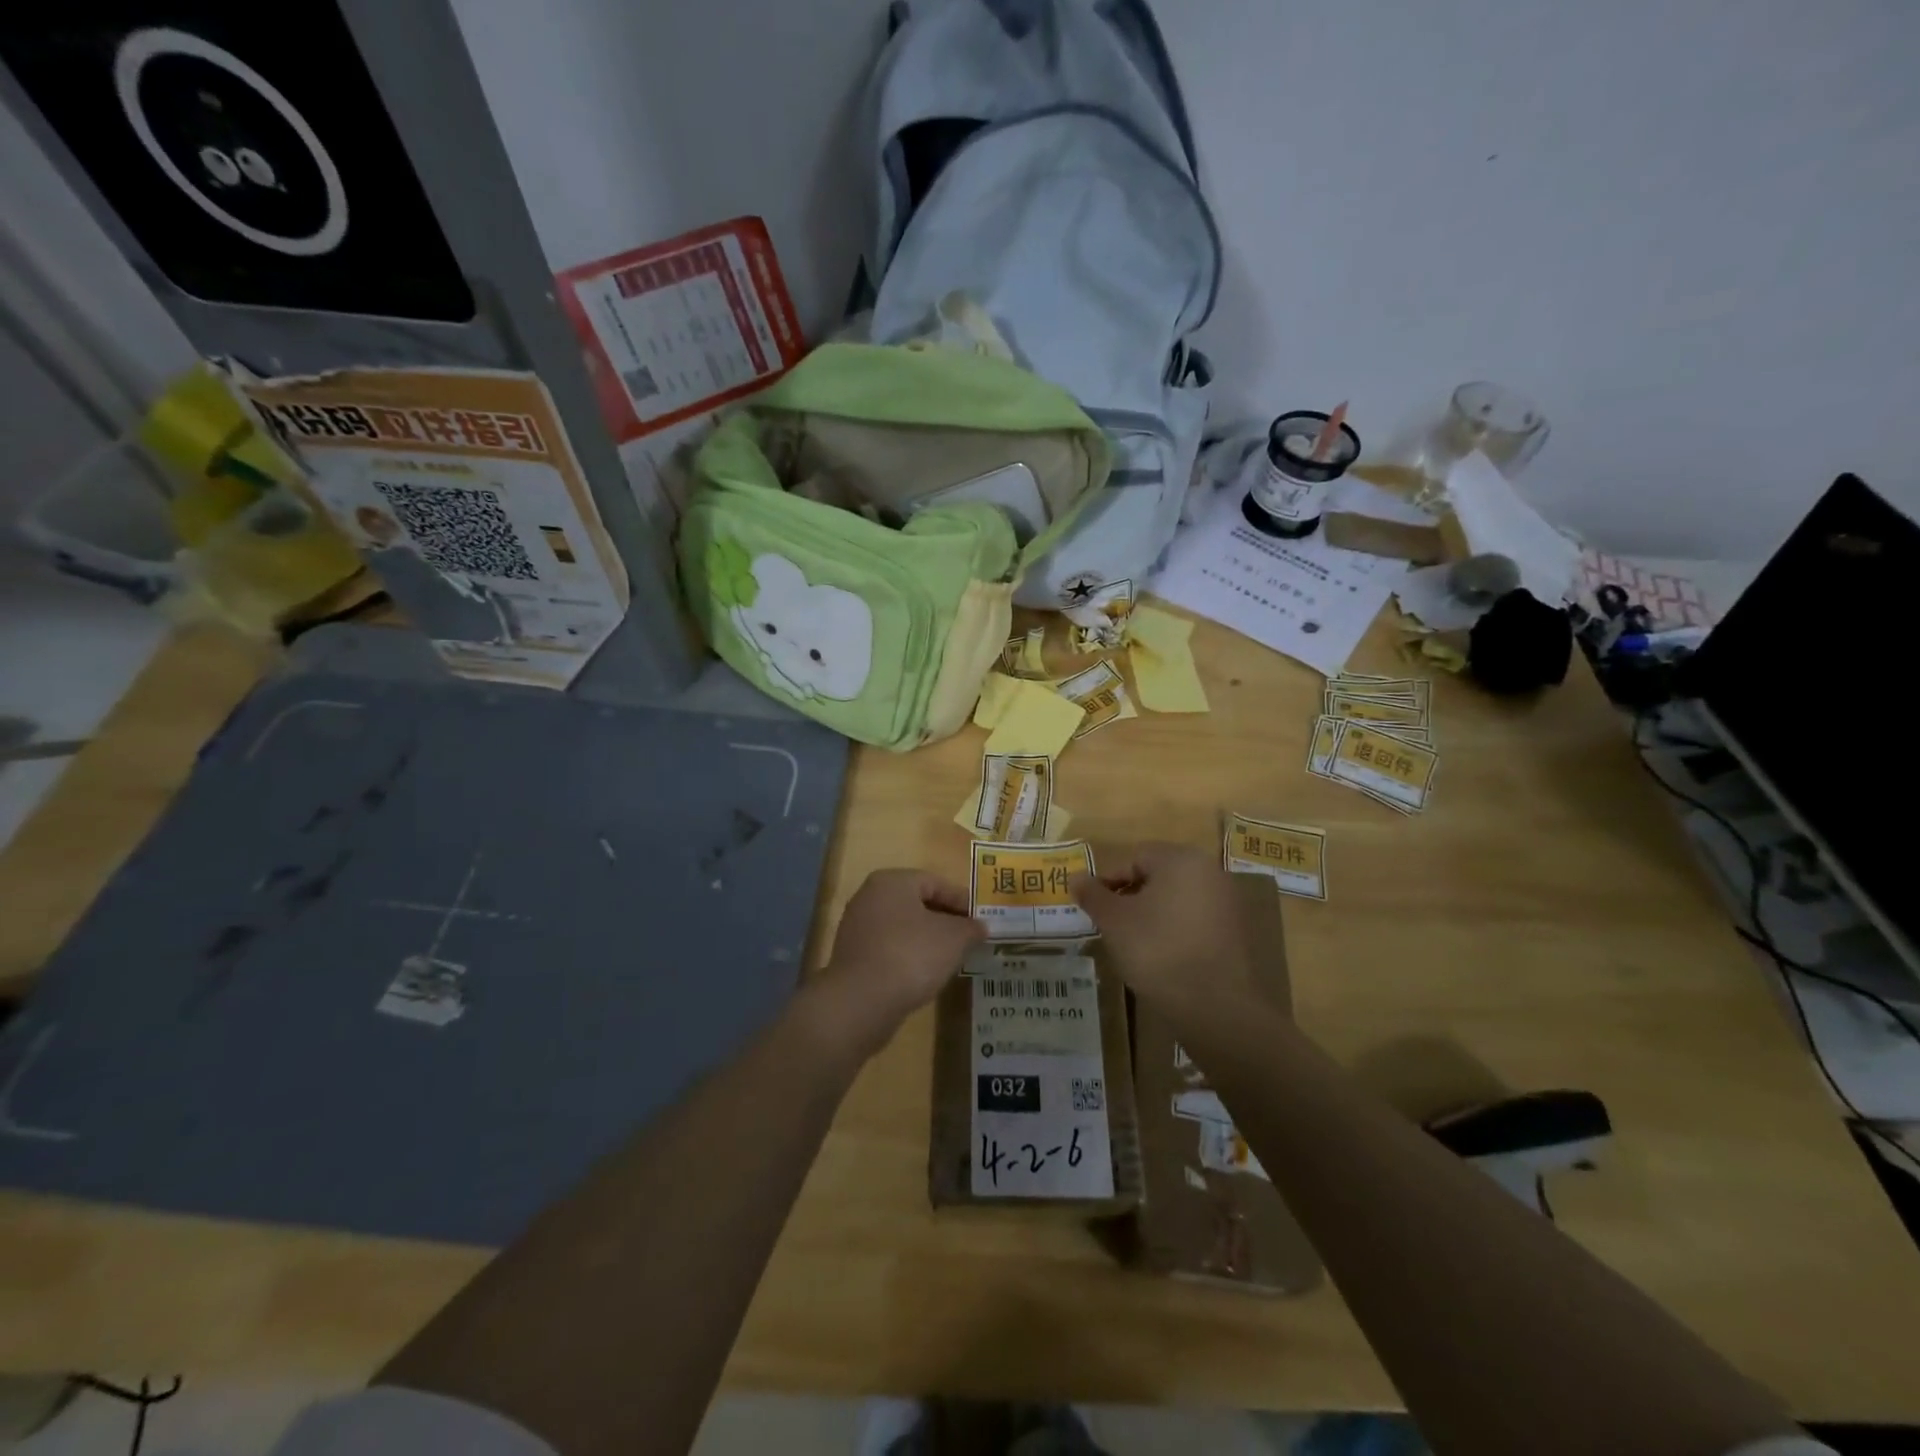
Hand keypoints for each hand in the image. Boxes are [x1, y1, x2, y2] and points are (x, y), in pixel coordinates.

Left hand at [809, 869, 984, 1056]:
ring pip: (902, 927)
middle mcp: (869, 896)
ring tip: (951, 957)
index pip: (935, 882)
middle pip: (917, 903)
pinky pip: (889, 948)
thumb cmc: (912, 955)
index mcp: (892, 881)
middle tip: (969, 937)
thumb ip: (970, 928)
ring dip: (927, 939)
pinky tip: (924, 974)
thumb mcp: (954, 938)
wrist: (861, 1002)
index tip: (981, 919)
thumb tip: (979, 926)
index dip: (962, 900)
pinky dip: (908, 956)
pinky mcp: (852, 956)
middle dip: (945, 919)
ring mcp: (856, 927)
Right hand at [1073, 842, 1269, 1015]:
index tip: (1095, 909)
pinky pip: (1196, 920)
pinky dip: (1176, 930)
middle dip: (1132, 896)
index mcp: (1181, 859)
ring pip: (1177, 898)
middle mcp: (1210, 871)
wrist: (1215, 1006)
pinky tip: (1163, 956)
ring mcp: (1228, 902)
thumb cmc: (1157, 950)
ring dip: (1153, 914)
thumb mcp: (1114, 921)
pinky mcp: (1236, 931)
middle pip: (1158, 875)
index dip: (1109, 881)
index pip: (1134, 858)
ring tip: (1135, 943)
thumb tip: (1075, 878)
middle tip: (1112, 925)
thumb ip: (1093, 895)